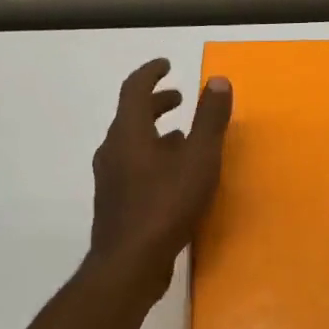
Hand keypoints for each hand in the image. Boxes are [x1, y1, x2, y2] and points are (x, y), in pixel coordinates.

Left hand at [89, 58, 232, 297]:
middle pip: (132, 115)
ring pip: (132, 143)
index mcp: (129, 132)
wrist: (130, 263)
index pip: (134, 89)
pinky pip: (133, 167)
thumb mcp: (198, 159)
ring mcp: (111, 178)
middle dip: (157, 103)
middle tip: (180, 99)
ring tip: (183, 136)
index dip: (151, 72)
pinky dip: (153, 157)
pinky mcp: (116, 203)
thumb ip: (209, 120)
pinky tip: (173, 176)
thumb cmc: (166, 205)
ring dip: (156, 132)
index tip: (167, 65)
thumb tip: (217, 81)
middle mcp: (113, 150)